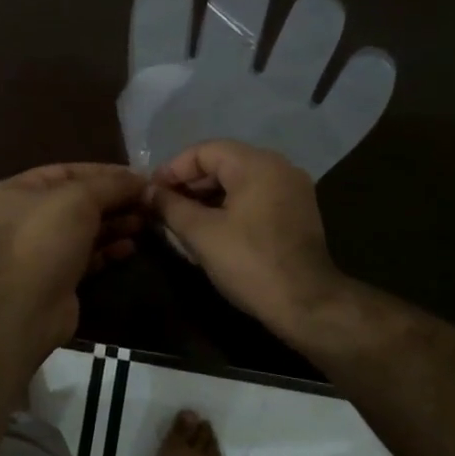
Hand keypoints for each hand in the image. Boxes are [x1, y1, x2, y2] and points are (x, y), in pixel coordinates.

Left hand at [0, 163, 147, 348]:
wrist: (28, 305)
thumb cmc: (47, 237)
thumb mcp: (81, 197)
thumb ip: (112, 184)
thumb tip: (141, 179)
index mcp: (19, 190)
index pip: (68, 171)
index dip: (105, 172)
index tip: (139, 177)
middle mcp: (26, 217)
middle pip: (78, 201)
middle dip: (114, 200)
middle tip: (148, 201)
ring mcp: (40, 249)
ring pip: (84, 229)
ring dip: (115, 224)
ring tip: (145, 222)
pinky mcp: (56, 276)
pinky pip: (87, 255)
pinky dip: (108, 249)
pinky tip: (131, 247)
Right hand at [149, 140, 342, 341]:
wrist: (307, 304)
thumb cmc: (249, 263)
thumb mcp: (200, 233)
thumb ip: (170, 206)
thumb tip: (147, 192)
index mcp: (256, 164)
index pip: (203, 151)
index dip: (172, 170)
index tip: (150, 193)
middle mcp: (278, 167)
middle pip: (222, 164)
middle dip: (188, 185)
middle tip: (161, 209)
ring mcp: (292, 189)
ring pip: (238, 182)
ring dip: (207, 198)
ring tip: (180, 221)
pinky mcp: (297, 212)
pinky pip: (255, 198)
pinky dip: (229, 207)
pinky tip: (209, 230)